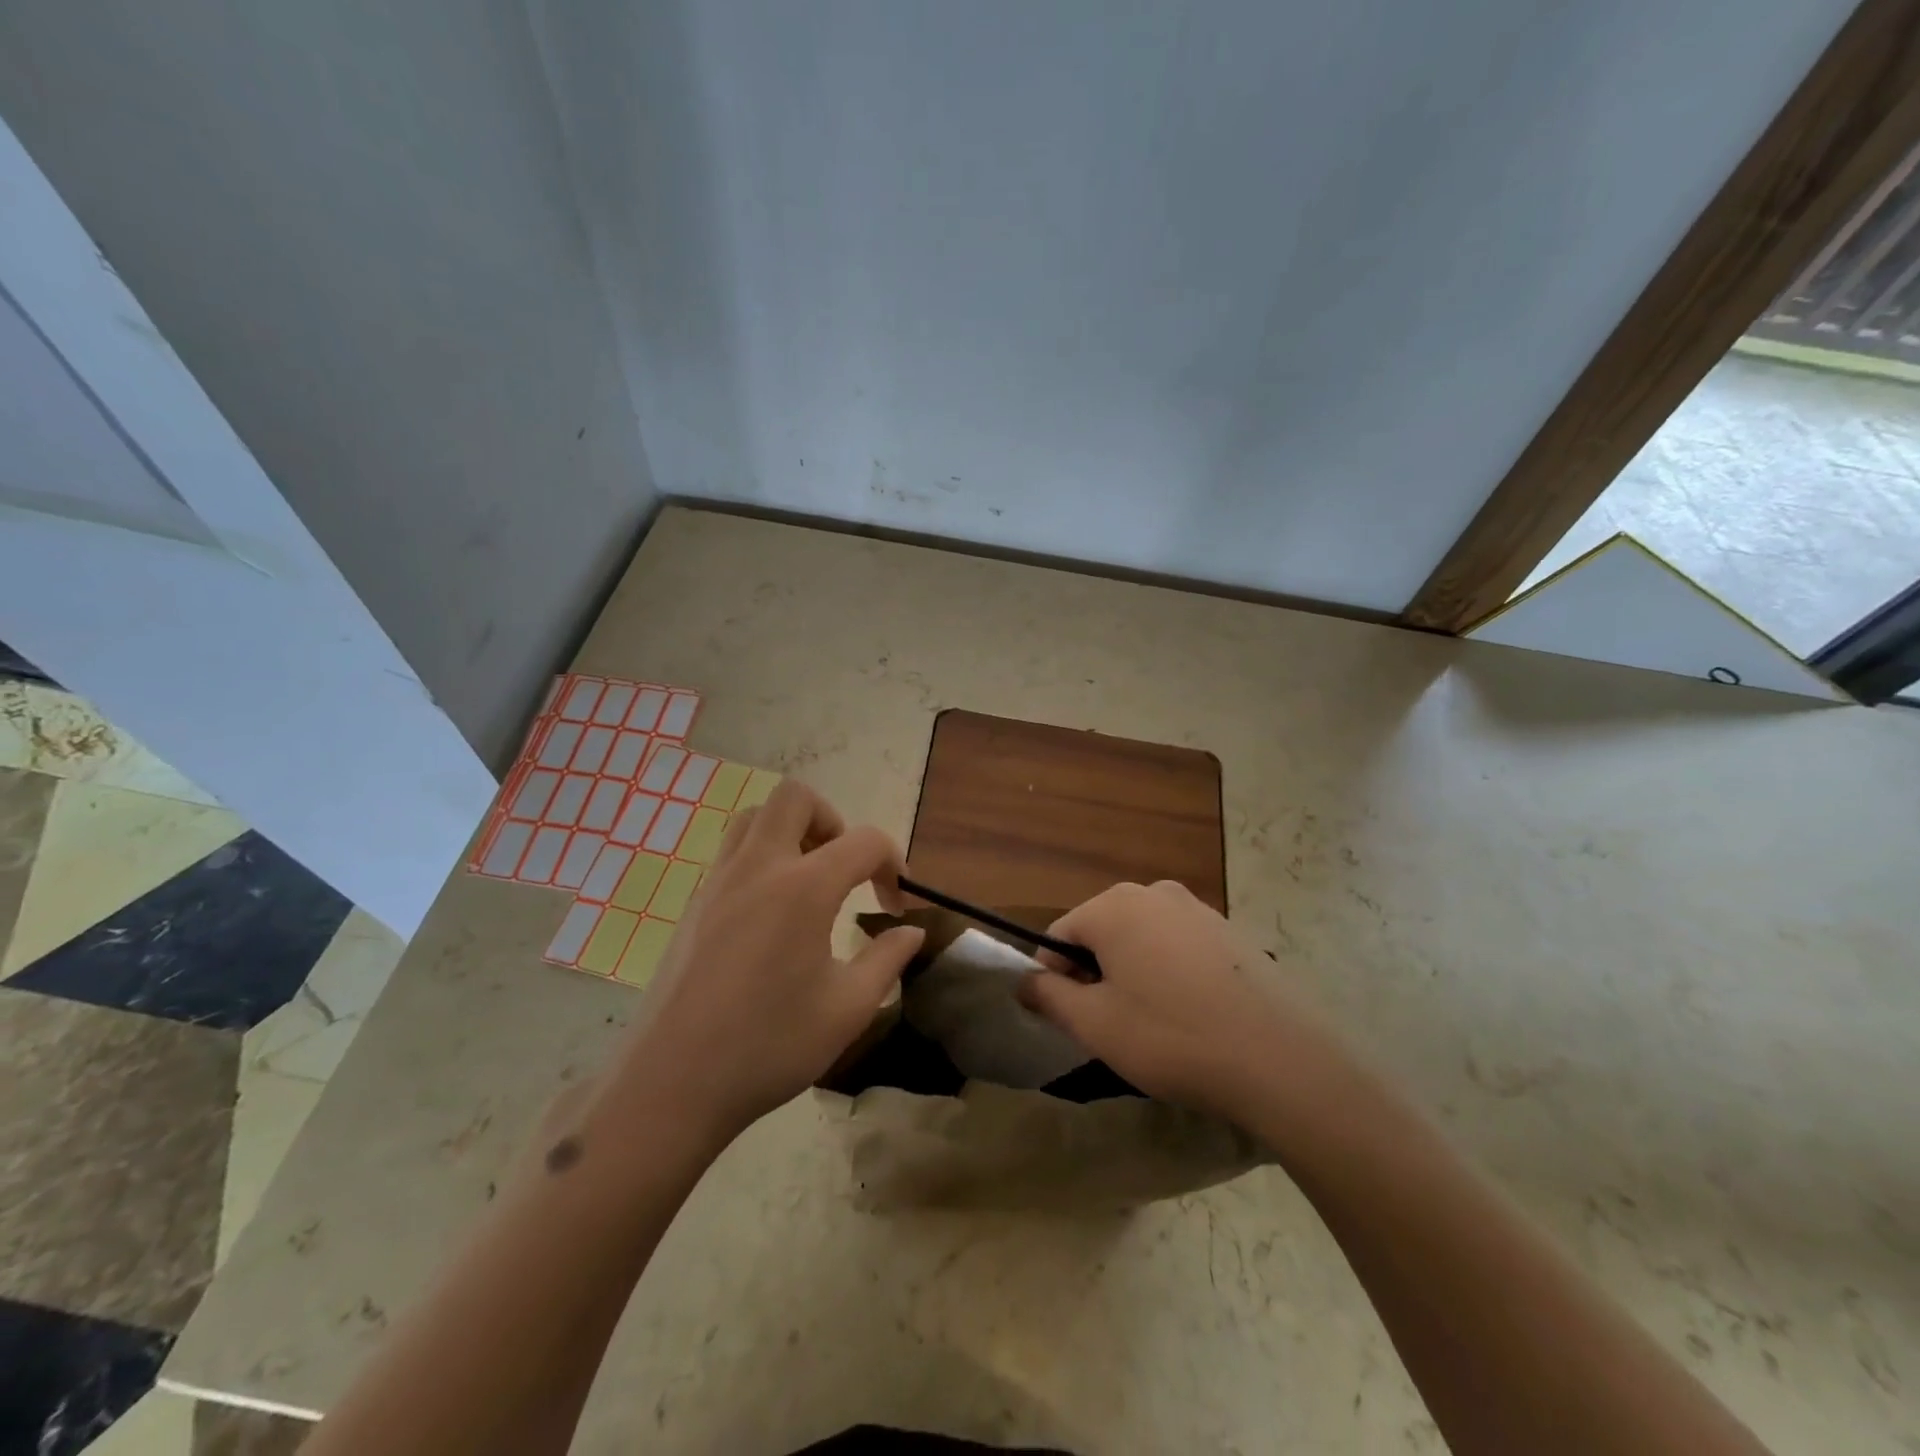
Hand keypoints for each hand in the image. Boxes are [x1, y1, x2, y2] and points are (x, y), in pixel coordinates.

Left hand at [609, 781, 923, 1144]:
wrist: (672, 1083)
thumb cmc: (769, 1046)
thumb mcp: (847, 1009)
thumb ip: (887, 960)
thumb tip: (911, 931)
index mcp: (804, 888)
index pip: (864, 841)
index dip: (893, 864)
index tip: (896, 903)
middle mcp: (759, 868)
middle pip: (796, 798)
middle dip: (833, 820)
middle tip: (844, 869)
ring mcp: (718, 882)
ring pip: (755, 817)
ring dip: (791, 831)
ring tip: (808, 882)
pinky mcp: (694, 904)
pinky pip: (732, 852)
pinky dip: (761, 858)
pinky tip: (771, 914)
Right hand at [1019, 880, 1352, 1127]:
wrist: (1281, 1058)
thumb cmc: (1171, 1036)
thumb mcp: (1095, 1024)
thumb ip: (1049, 997)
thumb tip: (1024, 981)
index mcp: (1114, 906)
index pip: (1059, 935)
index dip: (1054, 978)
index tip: (1070, 1019)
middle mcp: (1154, 893)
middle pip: (1101, 931)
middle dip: (1095, 973)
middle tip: (1111, 1024)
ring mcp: (1198, 908)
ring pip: (1142, 938)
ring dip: (1133, 973)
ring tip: (1153, 1023)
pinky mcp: (1231, 931)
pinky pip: (1179, 946)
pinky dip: (1170, 973)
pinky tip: (1191, 1014)